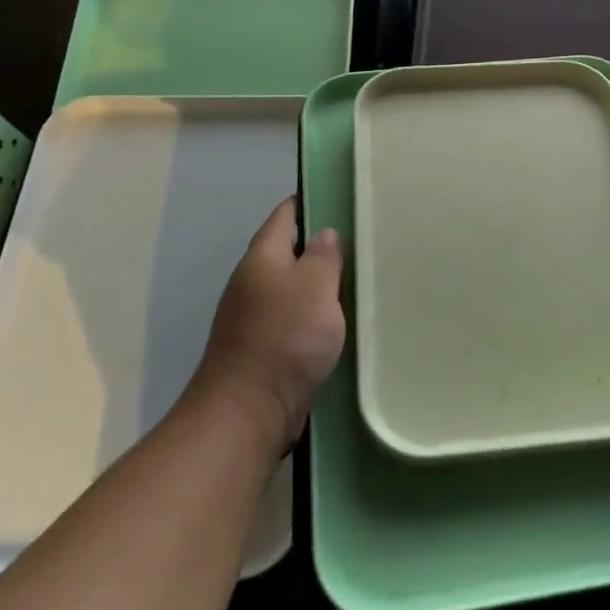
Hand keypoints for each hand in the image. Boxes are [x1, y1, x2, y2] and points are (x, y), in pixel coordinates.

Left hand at [192, 198, 344, 450]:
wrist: (247, 411)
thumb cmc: (284, 339)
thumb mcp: (314, 287)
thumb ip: (323, 256)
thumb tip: (324, 233)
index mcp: (263, 257)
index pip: (286, 214)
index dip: (312, 202)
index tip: (344, 198)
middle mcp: (253, 280)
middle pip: (289, 250)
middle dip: (320, 244)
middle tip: (362, 240)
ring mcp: (255, 315)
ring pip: (293, 286)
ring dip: (319, 282)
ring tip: (358, 277)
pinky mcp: (263, 347)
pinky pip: (293, 317)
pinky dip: (314, 313)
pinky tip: (339, 320)